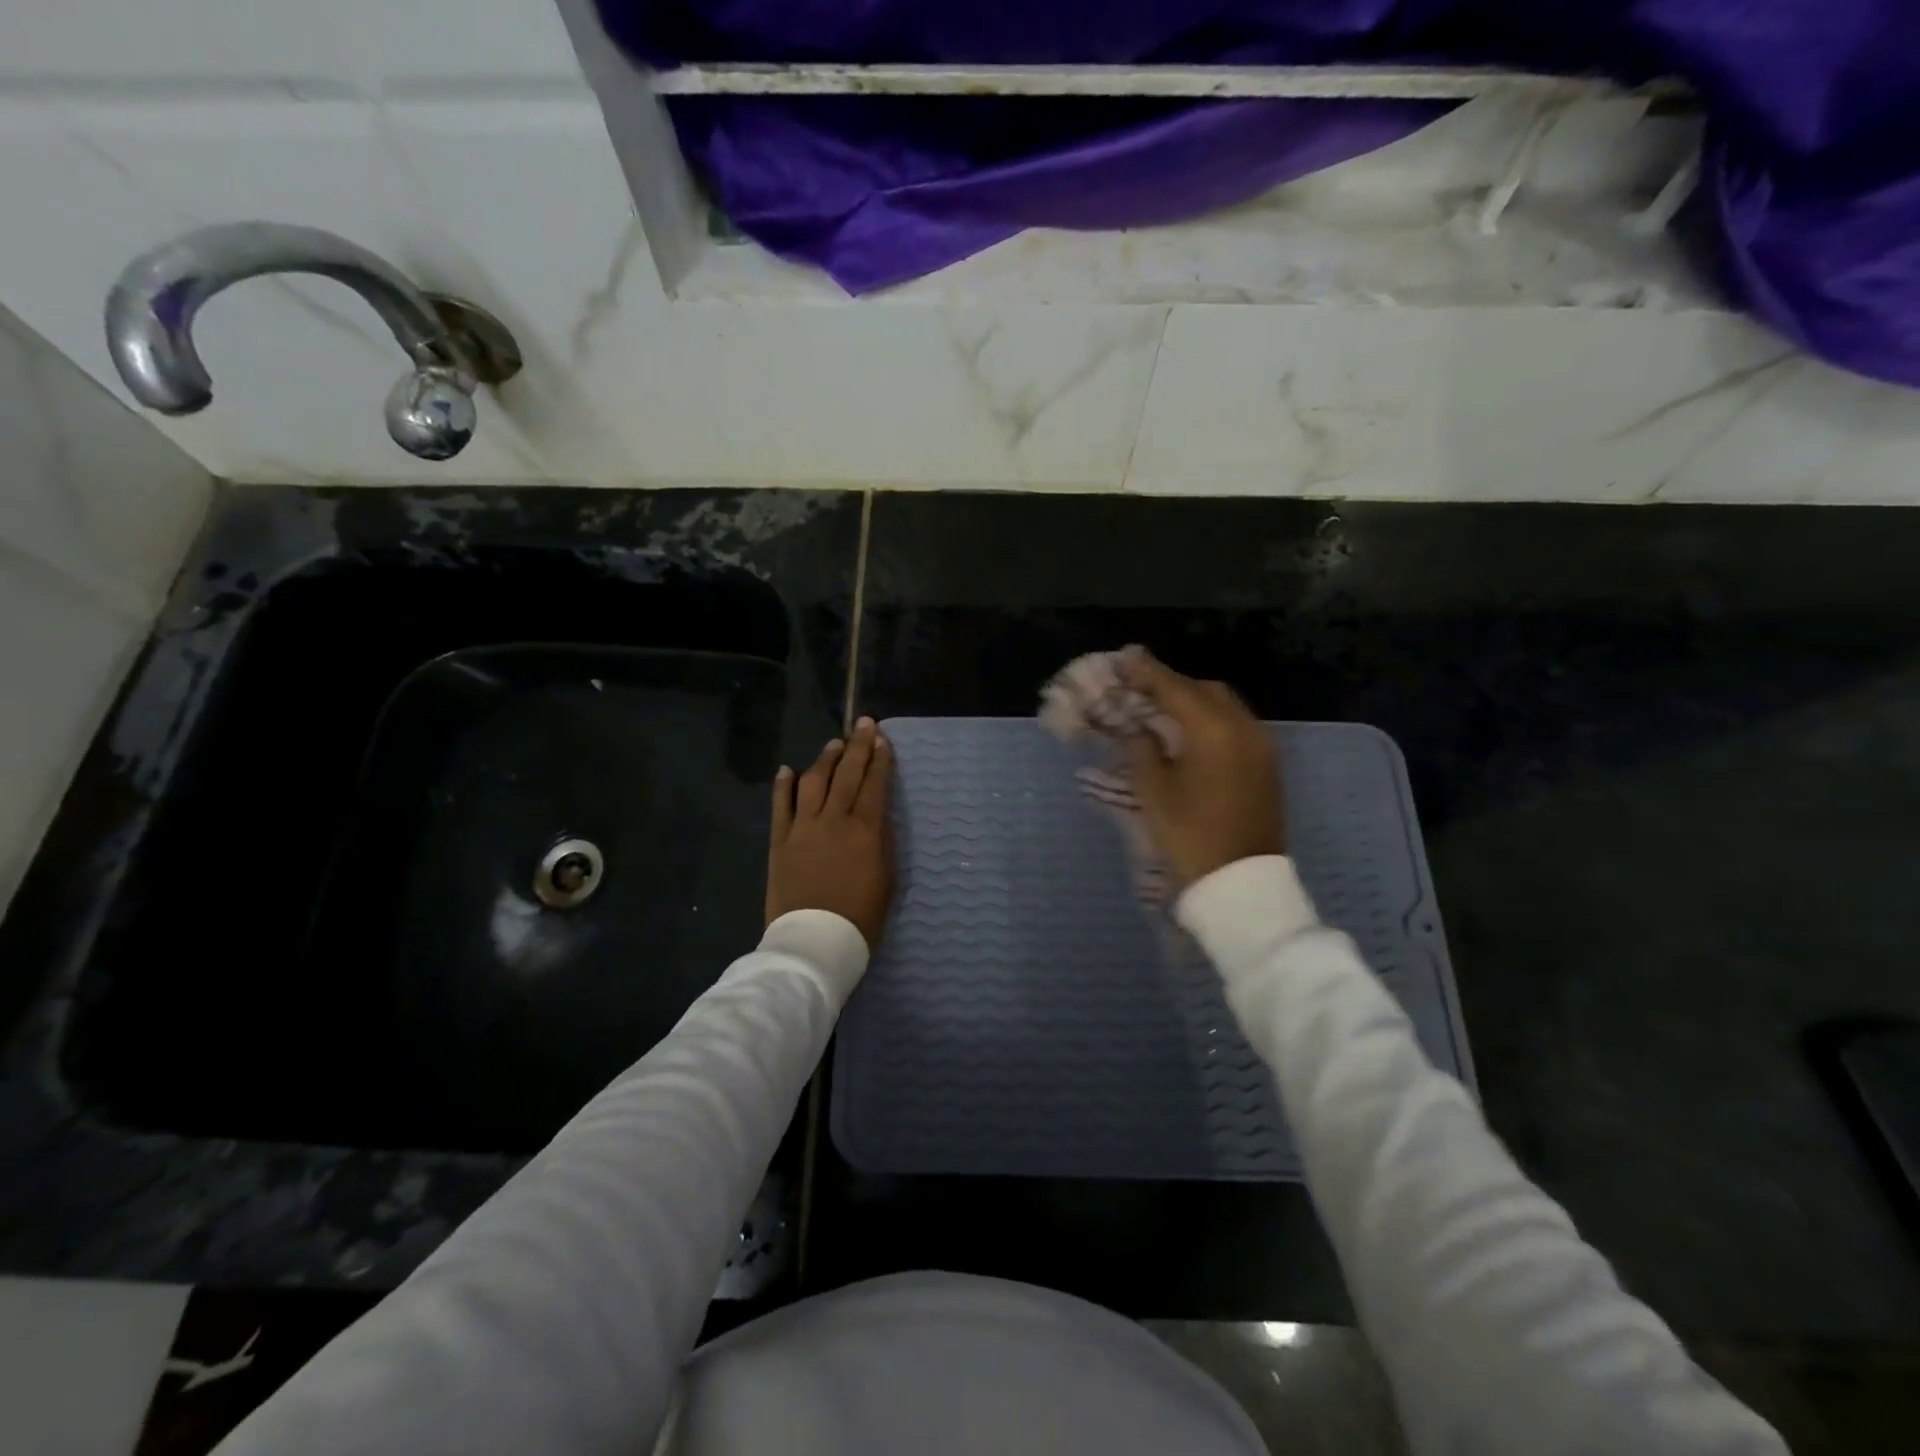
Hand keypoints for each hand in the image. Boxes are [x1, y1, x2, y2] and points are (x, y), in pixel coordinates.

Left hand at [766, 717, 894, 951]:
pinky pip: (781, 806)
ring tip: (834, 743)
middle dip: (857, 746)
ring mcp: (803, 828)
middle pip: (847, 774)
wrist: (815, 941)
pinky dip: (784, 785)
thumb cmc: (861, 917)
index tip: (882, 739)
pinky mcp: (780, 841)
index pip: (874, 784)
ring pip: (813, 782)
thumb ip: (882, 842)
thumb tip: (876, 816)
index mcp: (865, 830)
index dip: (880, 760)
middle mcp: (833, 820)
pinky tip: (788, 769)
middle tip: (864, 723)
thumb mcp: (887, 880)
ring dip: (825, 759)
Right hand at [1118, 649, 1284, 887]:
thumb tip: (1137, 727)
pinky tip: (1189, 735)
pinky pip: (1236, 726)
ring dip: (1193, 702)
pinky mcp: (1267, 765)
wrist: (1241, 883)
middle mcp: (1244, 727)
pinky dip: (1211, 721)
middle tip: (1139, 689)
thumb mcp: (1153, 790)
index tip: (1123, 658)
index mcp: (1213, 729)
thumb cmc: (1189, 834)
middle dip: (1172, 685)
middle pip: (1205, 690)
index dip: (1146, 672)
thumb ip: (1141, 747)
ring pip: (1224, 706)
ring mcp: (1262, 745)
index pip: (1174, 688)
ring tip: (1161, 711)